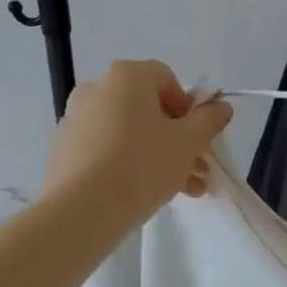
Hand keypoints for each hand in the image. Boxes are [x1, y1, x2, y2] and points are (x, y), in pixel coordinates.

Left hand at [46, 60, 232, 225]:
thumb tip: (221, 107)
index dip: (189, 107)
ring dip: (159, 155)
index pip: (167, 79)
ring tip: (182, 191)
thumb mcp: (188, 143)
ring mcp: (76, 118)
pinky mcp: (65, 149)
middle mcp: (97, 88)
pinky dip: (128, 163)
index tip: (197, 137)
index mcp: (127, 76)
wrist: (82, 210)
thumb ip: (209, 121)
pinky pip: (106, 148)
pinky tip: (146, 193)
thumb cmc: (143, 165)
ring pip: (129, 132)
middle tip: (196, 170)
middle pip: (148, 109)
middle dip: (178, 139)